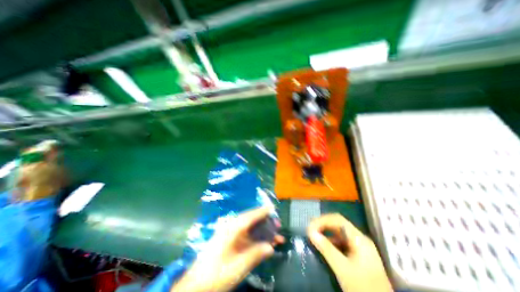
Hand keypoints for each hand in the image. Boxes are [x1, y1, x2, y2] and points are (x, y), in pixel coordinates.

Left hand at [172, 206, 283, 291]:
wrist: (195, 286)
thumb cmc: (216, 275)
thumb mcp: (237, 267)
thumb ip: (254, 255)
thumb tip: (271, 247)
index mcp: (231, 229)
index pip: (249, 216)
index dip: (261, 211)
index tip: (272, 208)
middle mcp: (231, 228)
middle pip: (250, 220)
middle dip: (264, 222)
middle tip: (277, 225)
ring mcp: (230, 234)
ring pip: (249, 228)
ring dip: (262, 231)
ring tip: (275, 235)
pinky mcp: (230, 241)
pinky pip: (246, 236)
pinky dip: (256, 238)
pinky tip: (264, 243)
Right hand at [306, 213, 391, 290]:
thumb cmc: (363, 287)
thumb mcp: (342, 268)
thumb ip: (326, 248)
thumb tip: (310, 232)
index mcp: (359, 238)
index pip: (338, 220)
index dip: (322, 220)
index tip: (310, 227)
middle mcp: (359, 238)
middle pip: (338, 224)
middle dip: (323, 225)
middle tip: (310, 230)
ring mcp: (359, 246)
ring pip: (338, 233)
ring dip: (325, 233)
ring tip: (314, 236)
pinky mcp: (357, 255)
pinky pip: (340, 242)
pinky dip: (330, 241)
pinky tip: (323, 246)